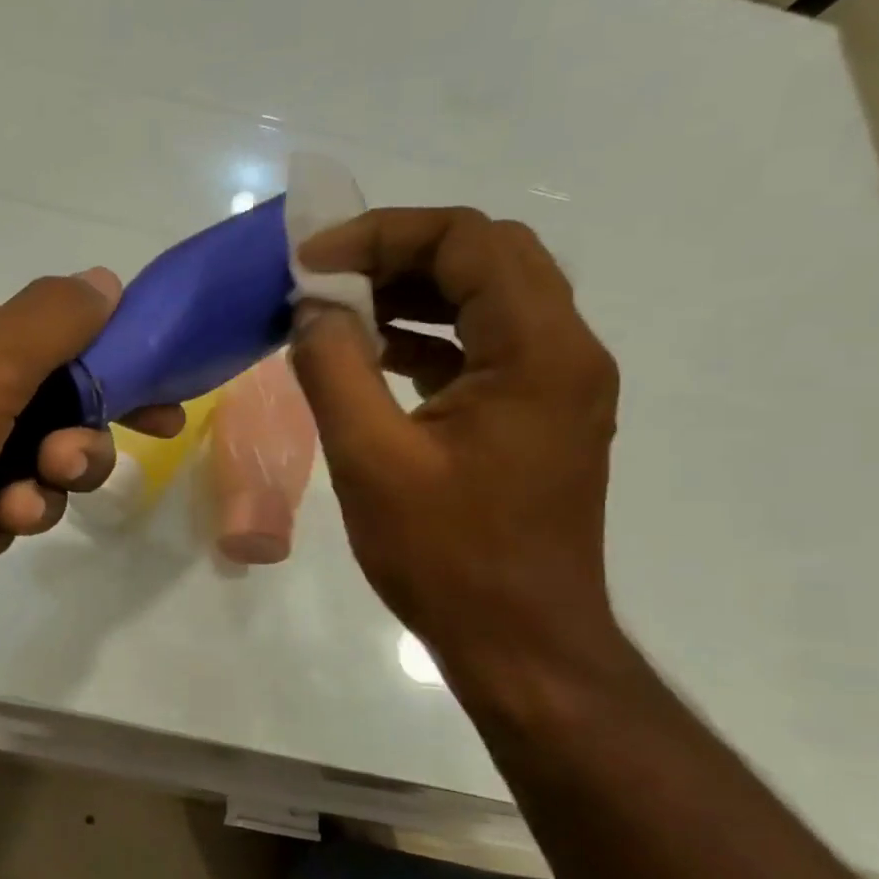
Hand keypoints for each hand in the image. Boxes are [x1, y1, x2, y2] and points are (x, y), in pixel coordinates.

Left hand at [0, 267, 180, 650]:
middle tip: (62, 468)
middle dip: (65, 449)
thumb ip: (53, 322)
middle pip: (42, 415)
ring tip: (1, 517)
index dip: (114, 380)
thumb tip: (104, 278)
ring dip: (26, 497)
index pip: (57, 346)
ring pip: (15, 473)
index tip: (163, 418)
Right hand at [288, 207, 620, 679]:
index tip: (312, 264)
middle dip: (400, 254)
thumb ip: (334, 368)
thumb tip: (312, 309)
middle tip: (328, 279)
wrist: (520, 643)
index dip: (383, 236)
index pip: (470, 240)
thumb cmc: (447, 556)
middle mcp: (566, 351)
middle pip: (488, 257)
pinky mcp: (536, 416)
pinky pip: (484, 346)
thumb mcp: (371, 459)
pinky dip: (429, 336)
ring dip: (414, 292)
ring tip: (341, 310)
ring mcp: (557, 385)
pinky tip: (374, 356)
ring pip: (488, 298)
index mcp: (539, 351)